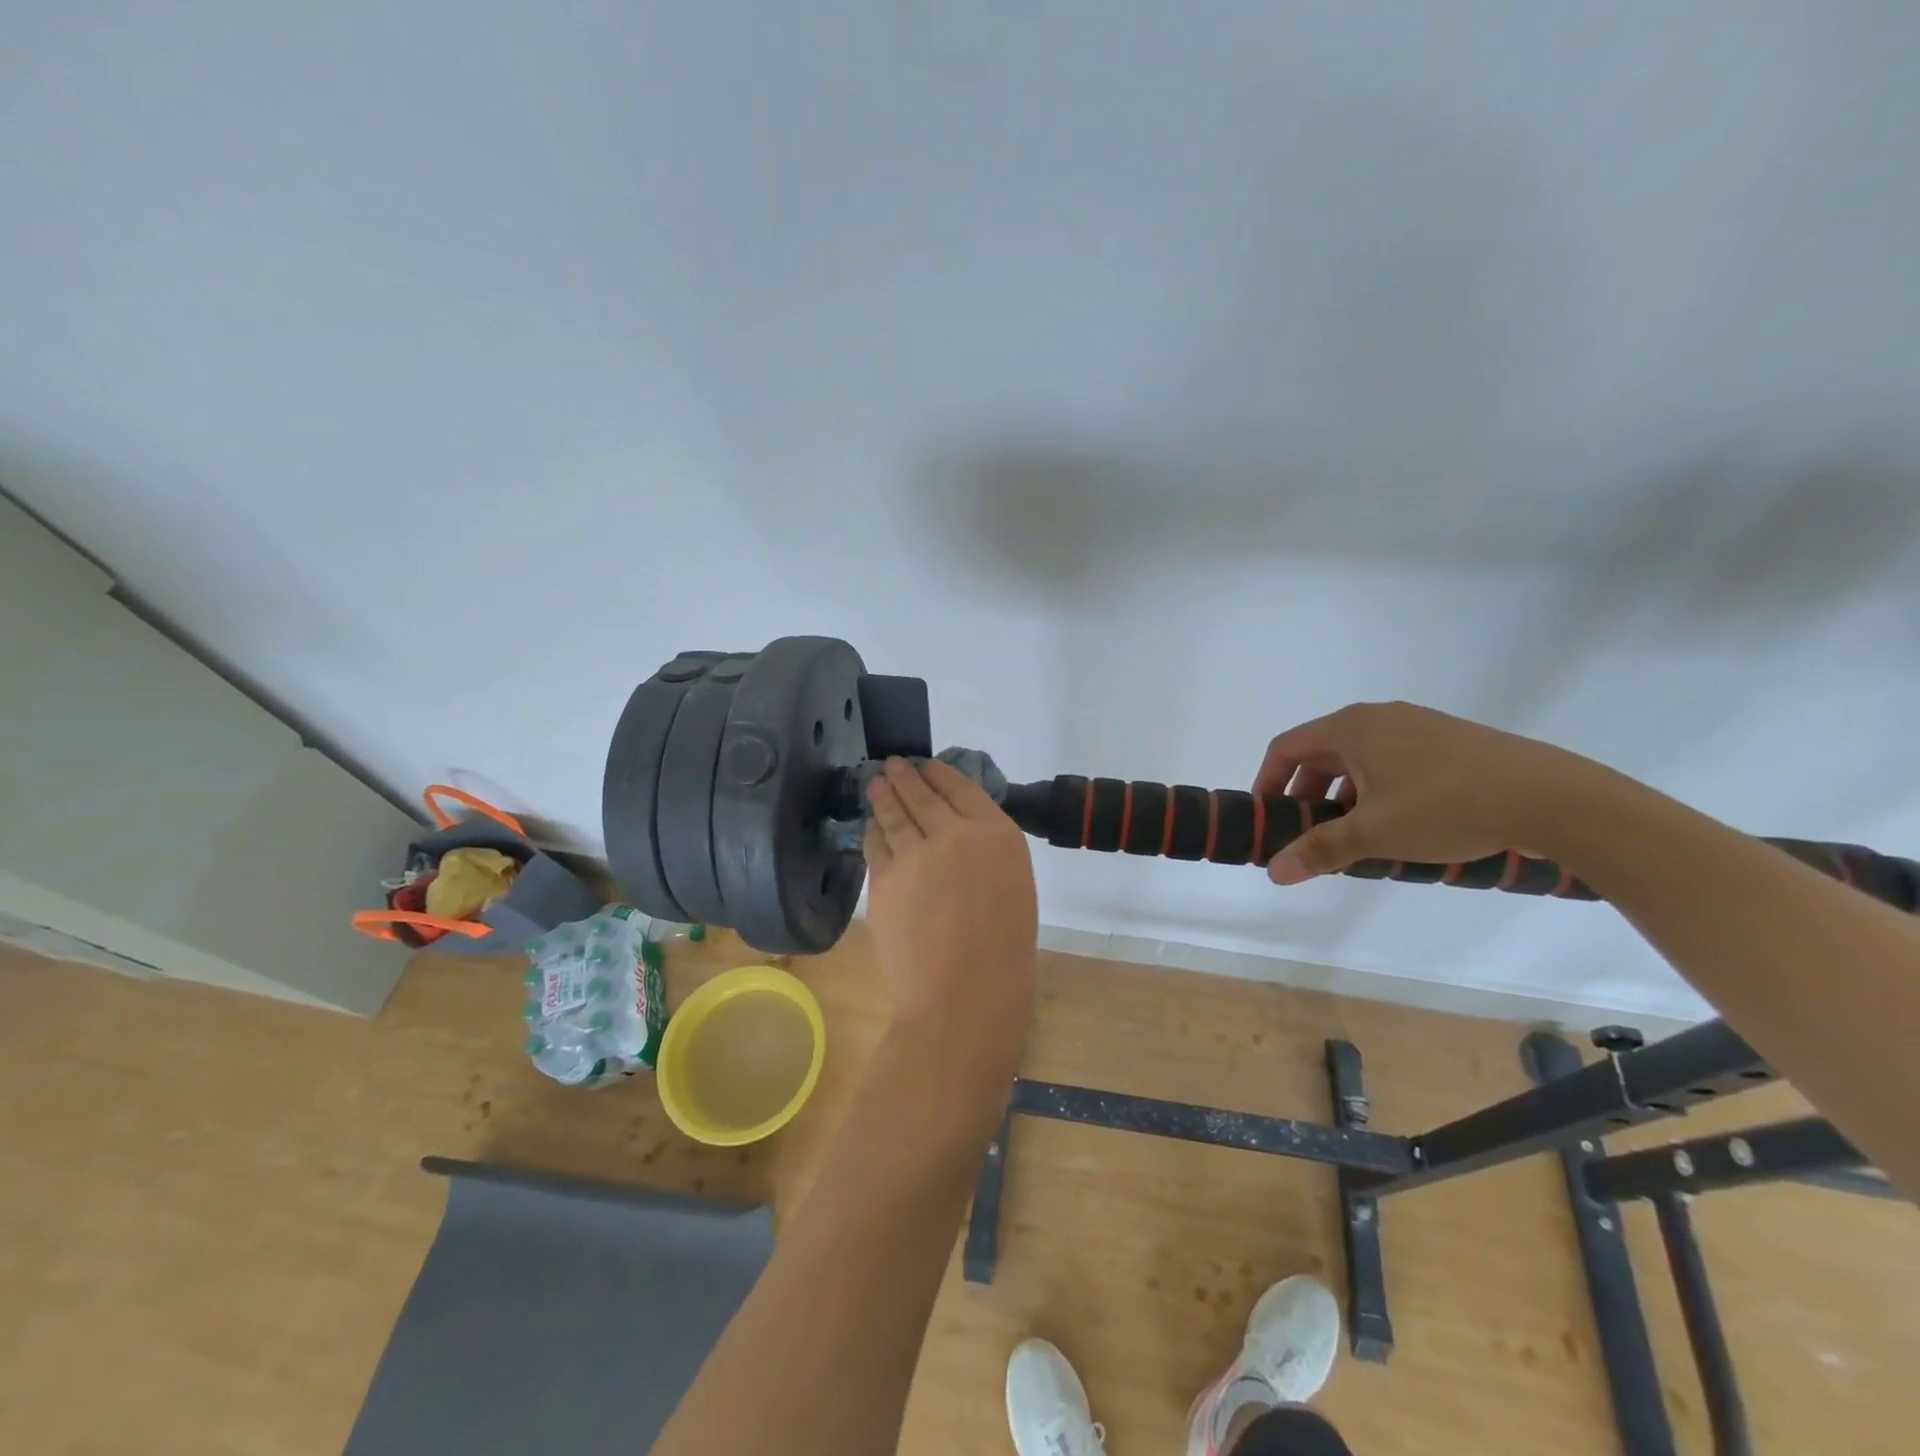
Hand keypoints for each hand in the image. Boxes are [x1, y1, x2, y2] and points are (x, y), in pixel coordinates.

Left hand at [863, 758, 1038, 1066]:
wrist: (964, 996)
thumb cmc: (1004, 951)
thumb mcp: (1013, 886)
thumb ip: (987, 852)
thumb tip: (959, 834)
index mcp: (996, 834)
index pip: (961, 788)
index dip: (940, 774)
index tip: (928, 766)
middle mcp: (953, 833)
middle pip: (922, 794)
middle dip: (905, 776)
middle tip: (893, 765)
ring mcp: (913, 854)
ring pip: (893, 813)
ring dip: (883, 794)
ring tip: (876, 782)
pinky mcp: (882, 878)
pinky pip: (875, 844)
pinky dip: (873, 830)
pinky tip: (871, 825)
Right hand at [1254, 702, 1599, 884]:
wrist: (1551, 797)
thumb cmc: (1446, 806)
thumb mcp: (1374, 833)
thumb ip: (1320, 849)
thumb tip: (1274, 872)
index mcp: (1351, 728)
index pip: (1286, 748)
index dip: (1268, 782)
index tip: (1267, 817)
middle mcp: (1378, 717)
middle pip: (1321, 753)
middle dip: (1307, 794)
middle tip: (1309, 833)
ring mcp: (1417, 725)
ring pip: (1359, 759)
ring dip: (1342, 795)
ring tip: (1353, 836)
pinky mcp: (1448, 741)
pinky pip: (1392, 761)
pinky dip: (1376, 790)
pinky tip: (1397, 824)